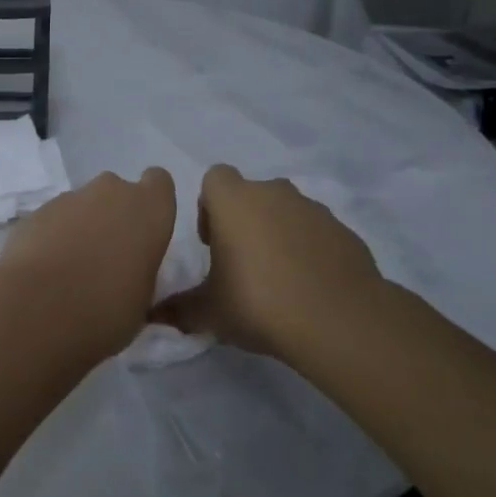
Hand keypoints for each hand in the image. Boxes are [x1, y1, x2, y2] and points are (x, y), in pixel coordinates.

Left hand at [0, 168, 176, 357]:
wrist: (39, 308)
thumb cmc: (107, 309)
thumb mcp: (143, 299)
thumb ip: (140, 271)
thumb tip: (128, 272)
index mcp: (150, 209)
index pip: (159, 182)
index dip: (151, 202)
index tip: (144, 229)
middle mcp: (112, 191)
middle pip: (117, 192)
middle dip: (112, 215)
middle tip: (107, 255)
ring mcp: (70, 197)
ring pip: (83, 205)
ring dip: (81, 227)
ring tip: (71, 269)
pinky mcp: (36, 211)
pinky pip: (54, 219)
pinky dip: (53, 236)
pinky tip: (46, 269)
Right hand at [155, 165, 384, 355]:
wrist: (337, 319)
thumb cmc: (258, 302)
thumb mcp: (209, 312)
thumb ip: (178, 308)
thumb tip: (152, 315)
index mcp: (235, 200)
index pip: (215, 178)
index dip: (210, 205)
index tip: (212, 242)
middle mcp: (274, 193)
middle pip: (252, 194)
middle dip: (244, 220)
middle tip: (241, 264)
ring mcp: (313, 209)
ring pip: (286, 211)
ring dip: (277, 233)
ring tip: (277, 278)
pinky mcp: (343, 230)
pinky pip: (316, 232)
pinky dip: (309, 249)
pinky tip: (308, 286)